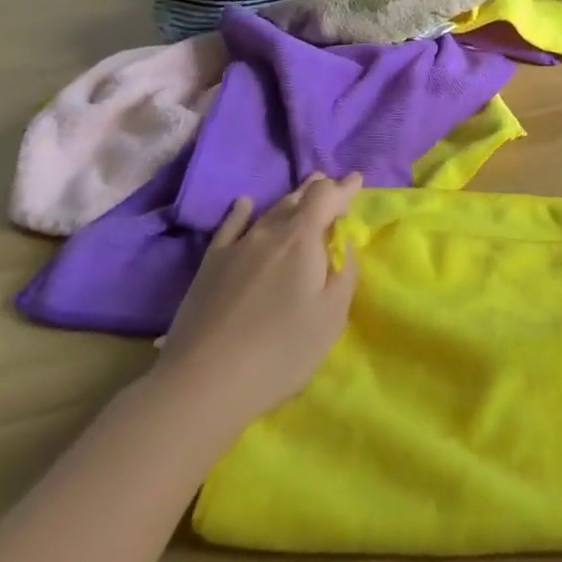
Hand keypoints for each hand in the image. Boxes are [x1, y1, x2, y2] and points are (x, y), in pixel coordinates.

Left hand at [150, 173, 362, 438]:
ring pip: (269, 211)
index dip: (344, 188)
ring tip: (302, 191)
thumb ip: (345, 274)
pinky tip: (244, 204)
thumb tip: (346, 244)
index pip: (327, 198)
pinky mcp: (210, 265)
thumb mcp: (331, 318)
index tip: (357, 179)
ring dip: (290, 198)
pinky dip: (241, 212)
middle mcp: (270, 232)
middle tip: (331, 183)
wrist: (204, 382)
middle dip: (318, 189)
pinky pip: (230, 227)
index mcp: (303, 240)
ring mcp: (236, 247)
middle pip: (297, 199)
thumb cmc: (280, 351)